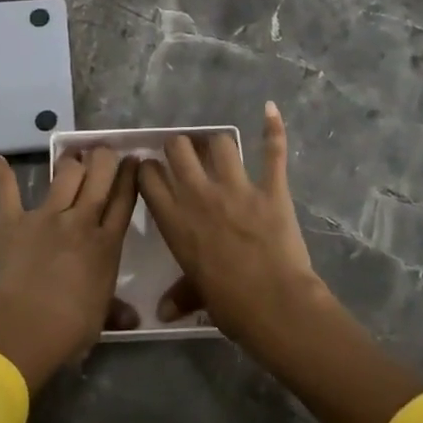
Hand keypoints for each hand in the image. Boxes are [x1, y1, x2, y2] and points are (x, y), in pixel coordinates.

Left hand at [0, 148, 139, 389]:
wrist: (29, 326)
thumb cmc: (72, 327)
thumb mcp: (103, 316)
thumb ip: (117, 309)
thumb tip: (133, 318)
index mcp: (106, 243)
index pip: (123, 199)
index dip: (129, 176)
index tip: (133, 159)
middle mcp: (81, 221)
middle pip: (99, 176)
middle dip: (103, 158)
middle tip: (103, 152)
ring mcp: (47, 217)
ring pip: (65, 175)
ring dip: (70, 163)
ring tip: (72, 158)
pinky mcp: (14, 221)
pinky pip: (7, 193)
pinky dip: (2, 176)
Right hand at [137, 102, 324, 343]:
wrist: (275, 305)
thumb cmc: (229, 305)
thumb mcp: (198, 296)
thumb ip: (179, 296)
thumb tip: (161, 313)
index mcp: (175, 220)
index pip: (150, 177)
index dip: (148, 168)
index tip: (150, 168)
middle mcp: (199, 195)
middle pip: (179, 148)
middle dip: (179, 148)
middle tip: (185, 157)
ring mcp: (236, 188)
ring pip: (219, 143)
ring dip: (217, 144)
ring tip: (218, 149)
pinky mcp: (270, 188)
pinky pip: (272, 151)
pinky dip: (273, 128)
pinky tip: (271, 109)